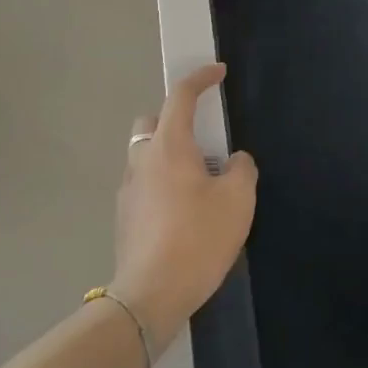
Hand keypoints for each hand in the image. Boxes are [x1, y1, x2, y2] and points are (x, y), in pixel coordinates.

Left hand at [113, 64, 257, 355]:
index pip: (181, 97)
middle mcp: (142, 160)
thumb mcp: (238, 199)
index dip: (201, 78)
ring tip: (200, 180)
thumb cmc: (198, 238)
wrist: (151, 294)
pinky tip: (185, 210)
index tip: (218, 72)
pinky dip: (163, 182)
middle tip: (204, 137)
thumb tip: (234, 161)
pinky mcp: (125, 217)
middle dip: (175, 117)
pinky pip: (145, 183)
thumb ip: (242, 169)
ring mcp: (128, 190)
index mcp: (169, 147)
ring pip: (146, 154)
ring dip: (170, 154)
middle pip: (151, 121)